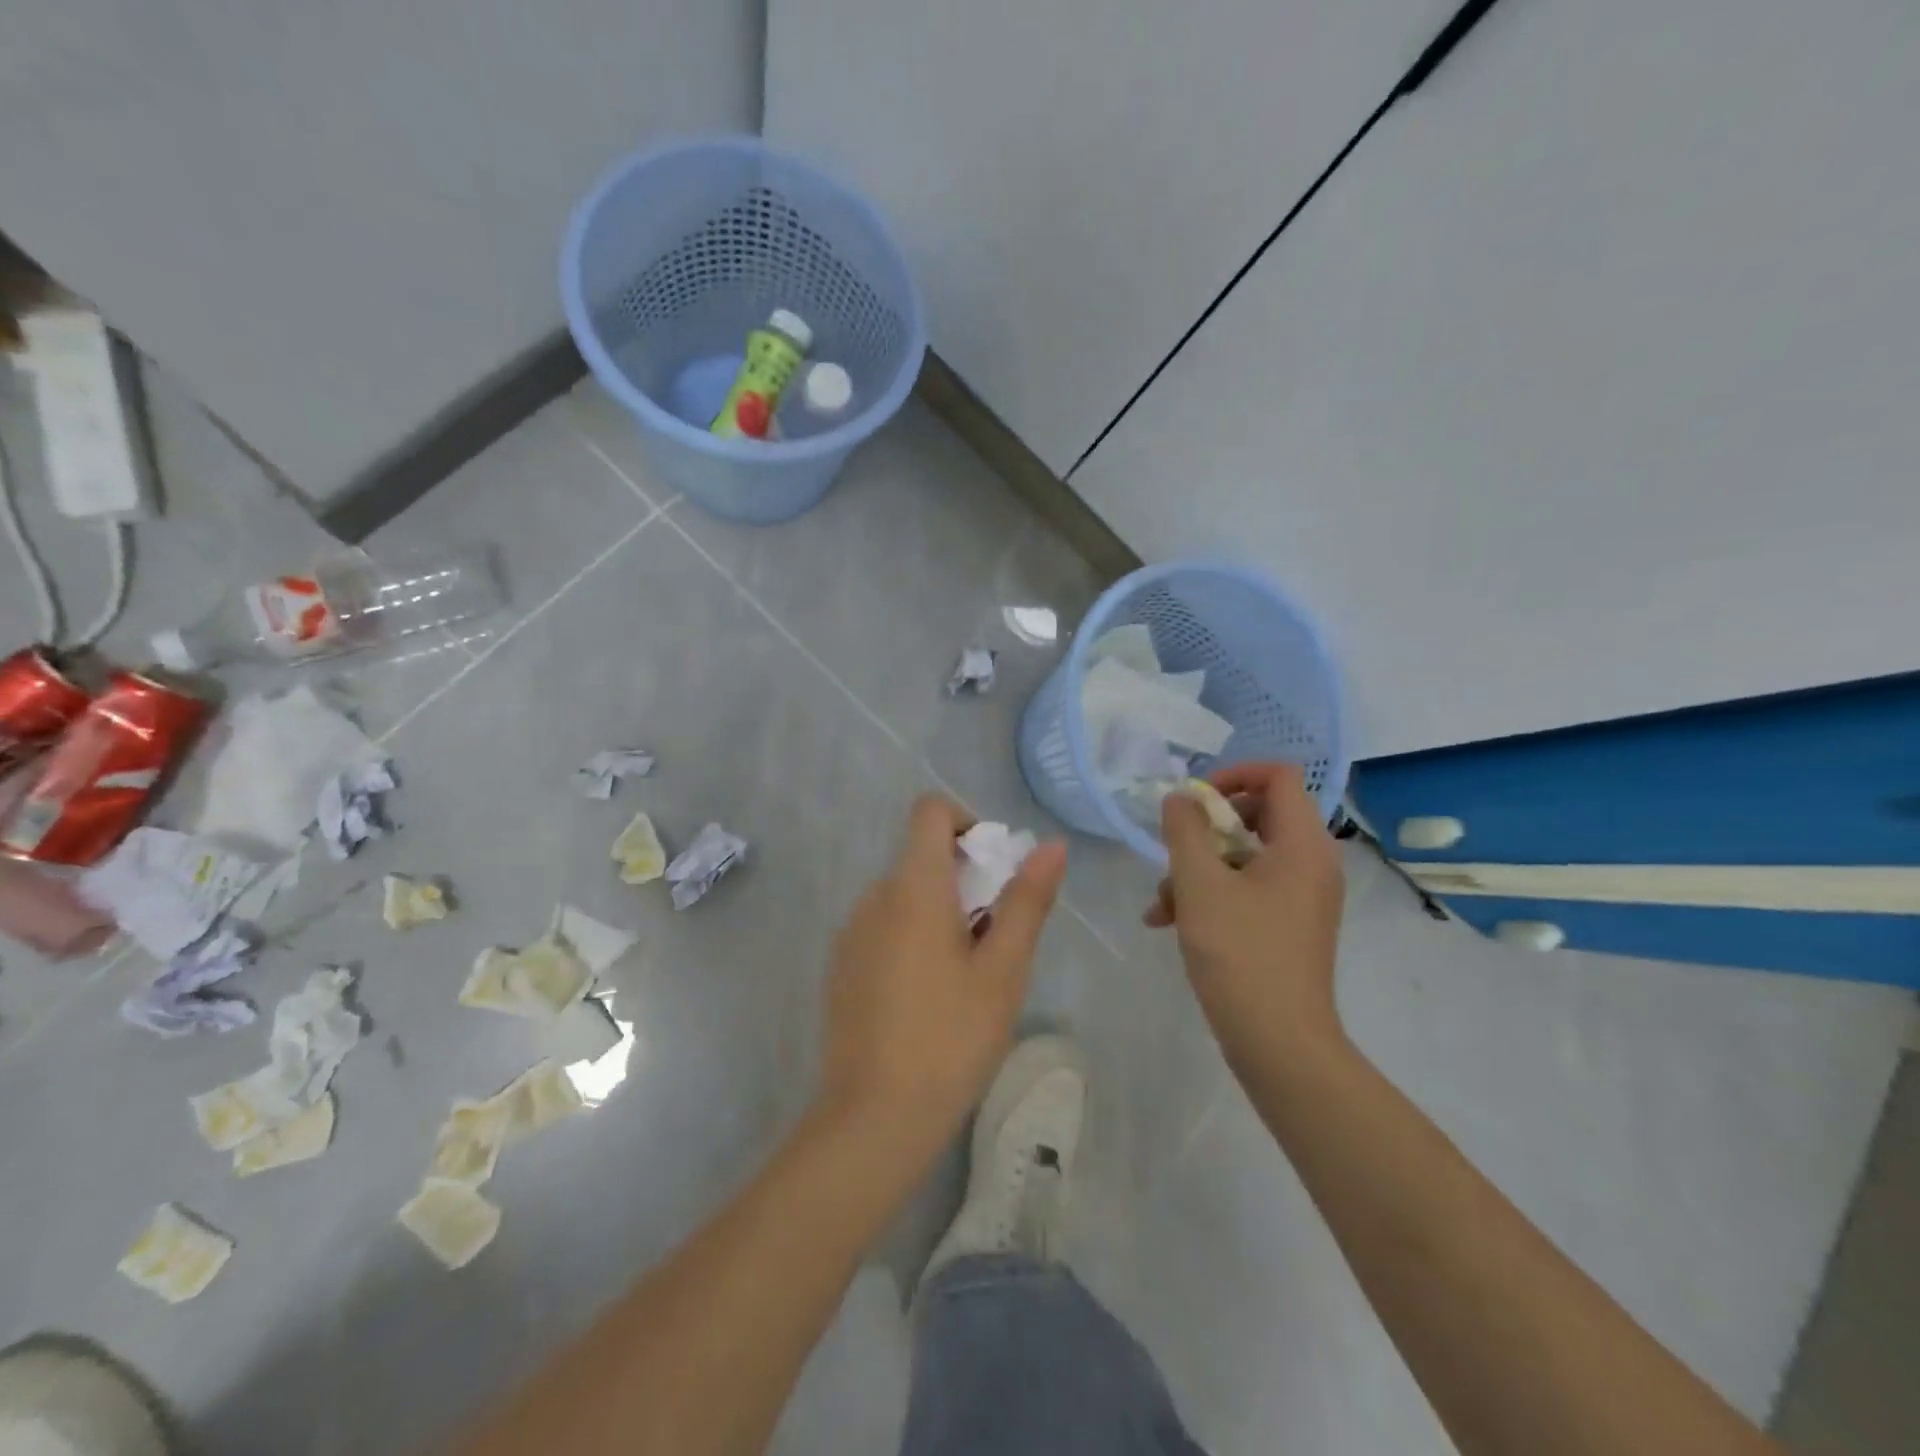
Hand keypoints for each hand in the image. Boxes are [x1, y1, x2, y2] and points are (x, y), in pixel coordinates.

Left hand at [818, 795, 1067, 1160]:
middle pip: (921, 856)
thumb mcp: (1003, 970)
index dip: (966, 822)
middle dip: (965, 879)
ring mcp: (851, 932)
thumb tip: (1051, 846)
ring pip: (904, 896)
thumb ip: (1026, 901)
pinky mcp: (842, 966)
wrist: (874, 1117)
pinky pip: (884, 927)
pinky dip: (913, 937)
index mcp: (913, 887)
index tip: (992, 868)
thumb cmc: (951, 1037)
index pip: (929, 811)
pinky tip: (930, 997)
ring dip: (940, 911)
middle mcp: (874, 897)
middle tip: (995, 937)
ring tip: (967, 974)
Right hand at [1145, 763, 1346, 1065]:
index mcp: (1302, 845)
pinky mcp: (1288, 924)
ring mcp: (1301, 897)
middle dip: (1205, 830)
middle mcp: (1311, 863)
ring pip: (1244, 856)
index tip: (1194, 801)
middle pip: (1257, 814)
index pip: (1278, 776)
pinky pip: (1248, 889)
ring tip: (1163, 902)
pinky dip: (1211, 895)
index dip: (1233, 775)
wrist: (1279, 1043)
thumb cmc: (1240, 953)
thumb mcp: (1199, 884)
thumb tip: (1181, 798)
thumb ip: (1185, 830)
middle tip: (1175, 850)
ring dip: (1198, 868)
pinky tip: (1169, 922)